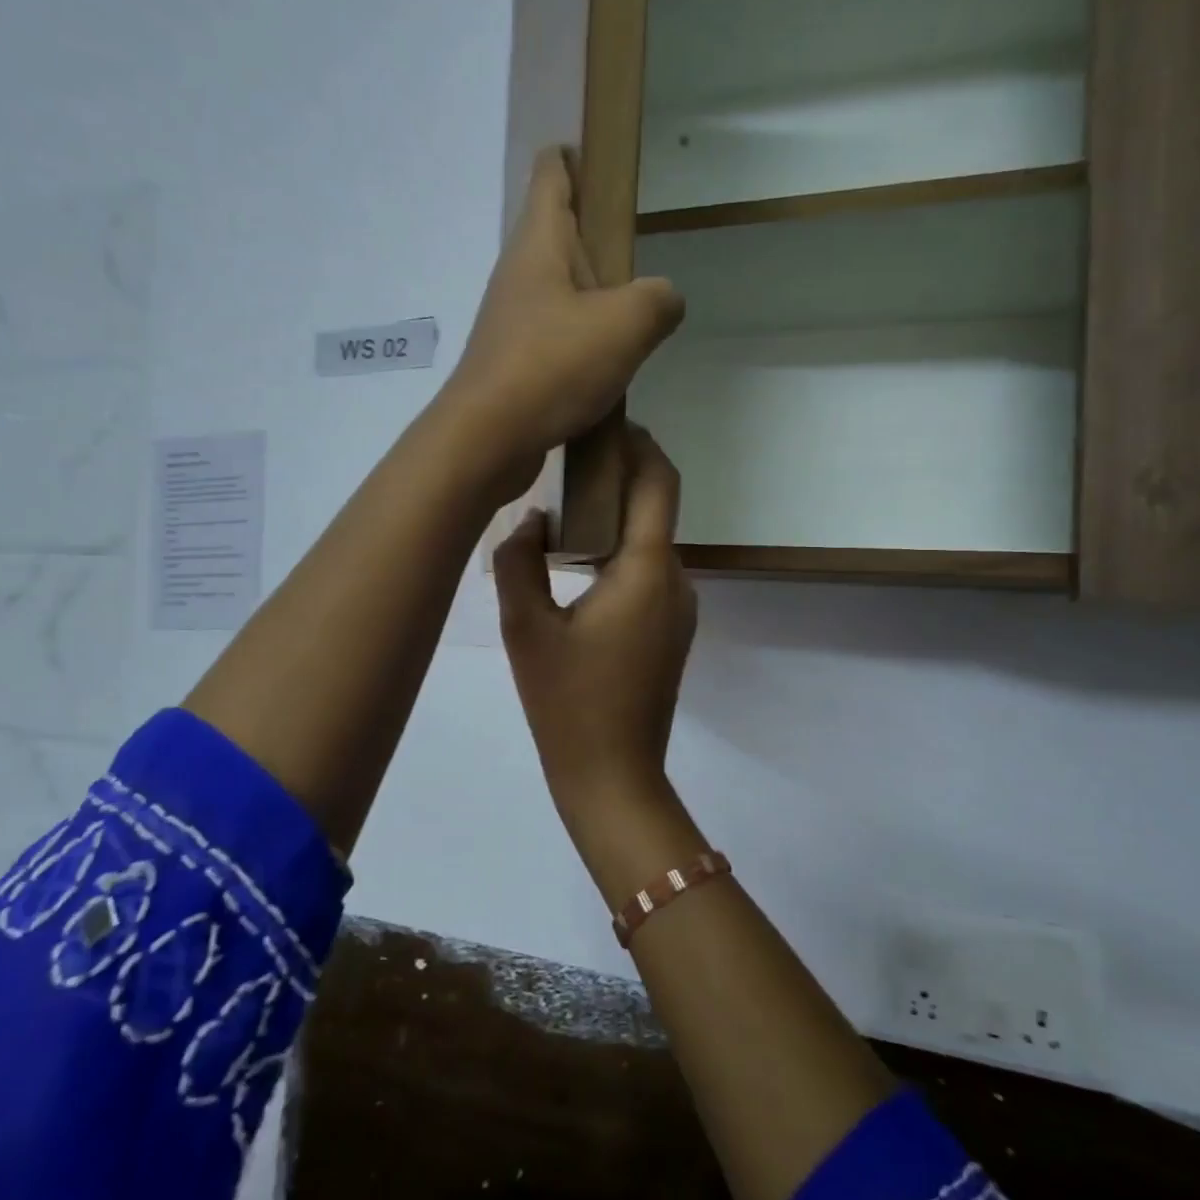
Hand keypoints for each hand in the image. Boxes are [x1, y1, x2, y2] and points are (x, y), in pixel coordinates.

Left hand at [442, 148, 684, 496]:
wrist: (487, 440)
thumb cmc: (553, 366)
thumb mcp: (627, 324)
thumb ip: (659, 300)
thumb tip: (664, 301)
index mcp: (541, 243)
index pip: (553, 173)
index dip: (578, 158)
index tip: (608, 164)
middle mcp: (519, 275)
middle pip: (561, 237)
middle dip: (599, 244)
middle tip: (641, 264)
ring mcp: (512, 323)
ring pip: (561, 296)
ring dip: (595, 304)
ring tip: (635, 325)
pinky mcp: (513, 366)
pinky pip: (555, 342)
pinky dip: (582, 348)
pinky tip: (608, 372)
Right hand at [494, 426, 696, 817]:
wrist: (612, 777)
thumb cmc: (568, 704)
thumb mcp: (527, 629)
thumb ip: (520, 562)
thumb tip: (532, 521)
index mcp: (647, 571)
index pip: (658, 481)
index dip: (638, 442)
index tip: (603, 422)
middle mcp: (675, 581)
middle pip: (654, 508)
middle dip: (617, 477)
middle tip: (562, 462)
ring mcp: (678, 609)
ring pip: (649, 543)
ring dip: (614, 518)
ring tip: (561, 508)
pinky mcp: (670, 632)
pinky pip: (647, 574)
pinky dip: (619, 554)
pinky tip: (577, 563)